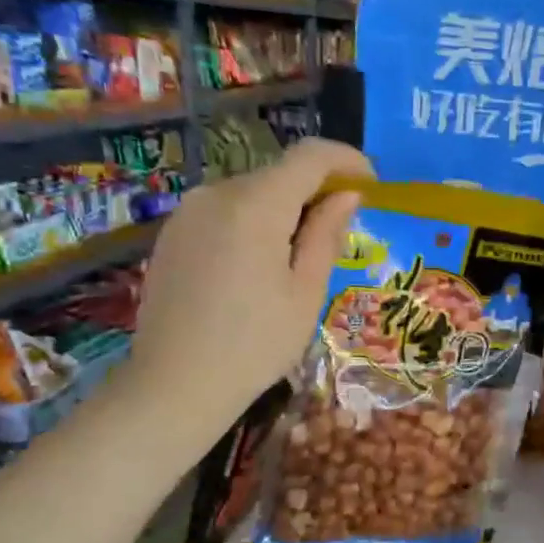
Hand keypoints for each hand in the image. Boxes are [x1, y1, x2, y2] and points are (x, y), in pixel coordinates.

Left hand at [130, 139, 372, 443]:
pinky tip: (259, 269)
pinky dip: (253, 224)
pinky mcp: (172, 234)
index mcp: (255, 206)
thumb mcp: (306, 293)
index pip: (310, 157)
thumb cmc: (255, 345)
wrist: (175, 385)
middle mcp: (216, 194)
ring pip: (251, 193)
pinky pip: (224, 213)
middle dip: (317, 191)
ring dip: (284, 210)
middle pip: (279, 174)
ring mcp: (187, 213)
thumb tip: (347, 194)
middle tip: (342, 231)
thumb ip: (326, 234)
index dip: (347, 160)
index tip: (372, 184)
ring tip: (300, 259)